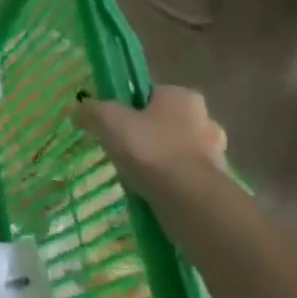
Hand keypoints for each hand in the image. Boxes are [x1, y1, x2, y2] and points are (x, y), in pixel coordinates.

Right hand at [76, 86, 227, 197]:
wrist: (190, 202)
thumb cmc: (151, 150)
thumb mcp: (109, 121)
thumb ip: (92, 111)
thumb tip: (79, 110)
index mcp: (183, 96)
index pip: (151, 95)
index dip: (129, 108)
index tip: (114, 125)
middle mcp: (205, 120)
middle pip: (165, 124)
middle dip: (146, 137)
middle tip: (123, 152)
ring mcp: (216, 156)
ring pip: (176, 153)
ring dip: (158, 164)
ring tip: (135, 178)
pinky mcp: (218, 187)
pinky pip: (184, 180)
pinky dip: (169, 186)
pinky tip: (151, 196)